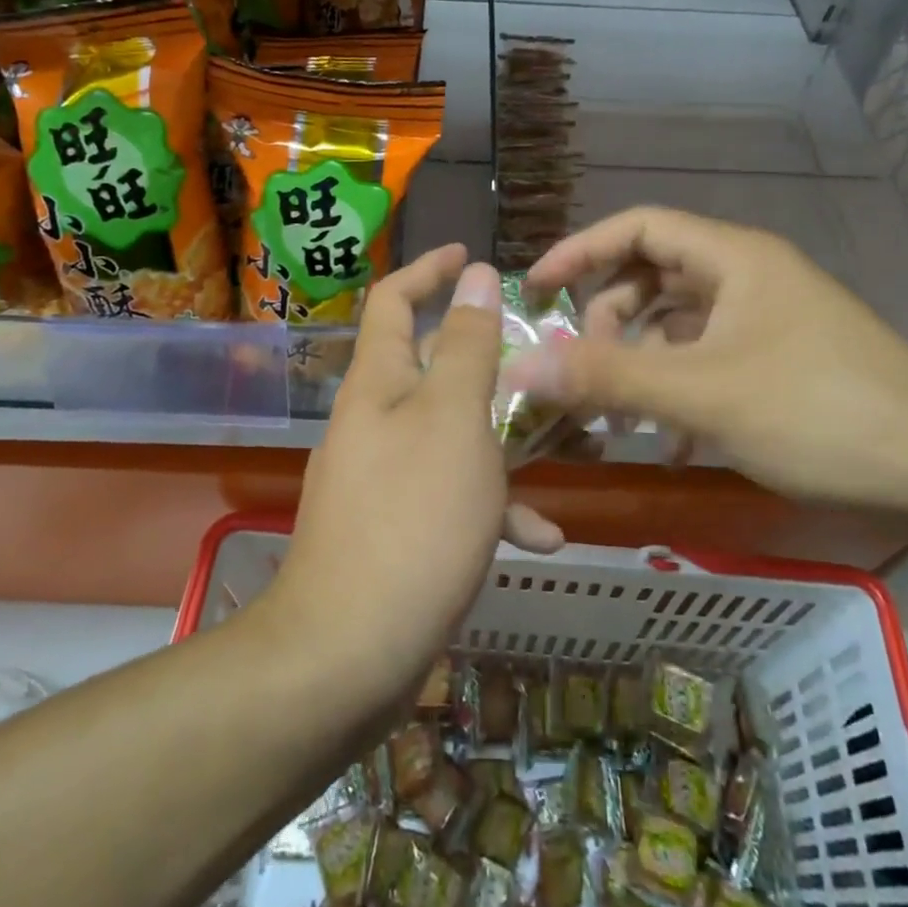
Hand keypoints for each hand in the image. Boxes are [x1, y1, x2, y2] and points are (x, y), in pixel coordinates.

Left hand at [268, 245, 563, 702]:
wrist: (349, 651)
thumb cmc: (413, 517)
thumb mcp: (453, 419)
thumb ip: (467, 345)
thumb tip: (474, 274)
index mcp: (378, 384)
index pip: (393, 300)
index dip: (427, 269)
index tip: (468, 255)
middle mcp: (373, 422)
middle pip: (428, 368)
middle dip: (481, 360)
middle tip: (535, 358)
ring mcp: (380, 478)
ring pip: (449, 436)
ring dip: (499, 441)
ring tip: (558, 450)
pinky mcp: (394, 529)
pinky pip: (449, 499)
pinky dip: (491, 509)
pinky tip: (539, 538)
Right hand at [508, 207, 907, 519]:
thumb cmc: (819, 413)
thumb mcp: (701, 394)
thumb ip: (606, 378)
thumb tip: (519, 368)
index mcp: (733, 258)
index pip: (637, 227)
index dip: (579, 251)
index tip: (535, 291)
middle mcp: (749, 278)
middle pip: (653, 278)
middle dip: (608, 322)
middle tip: (582, 372)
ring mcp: (769, 322)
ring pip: (679, 327)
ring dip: (641, 365)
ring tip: (622, 421)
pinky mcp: (782, 364)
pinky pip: (709, 362)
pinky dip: (678, 392)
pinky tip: (671, 443)